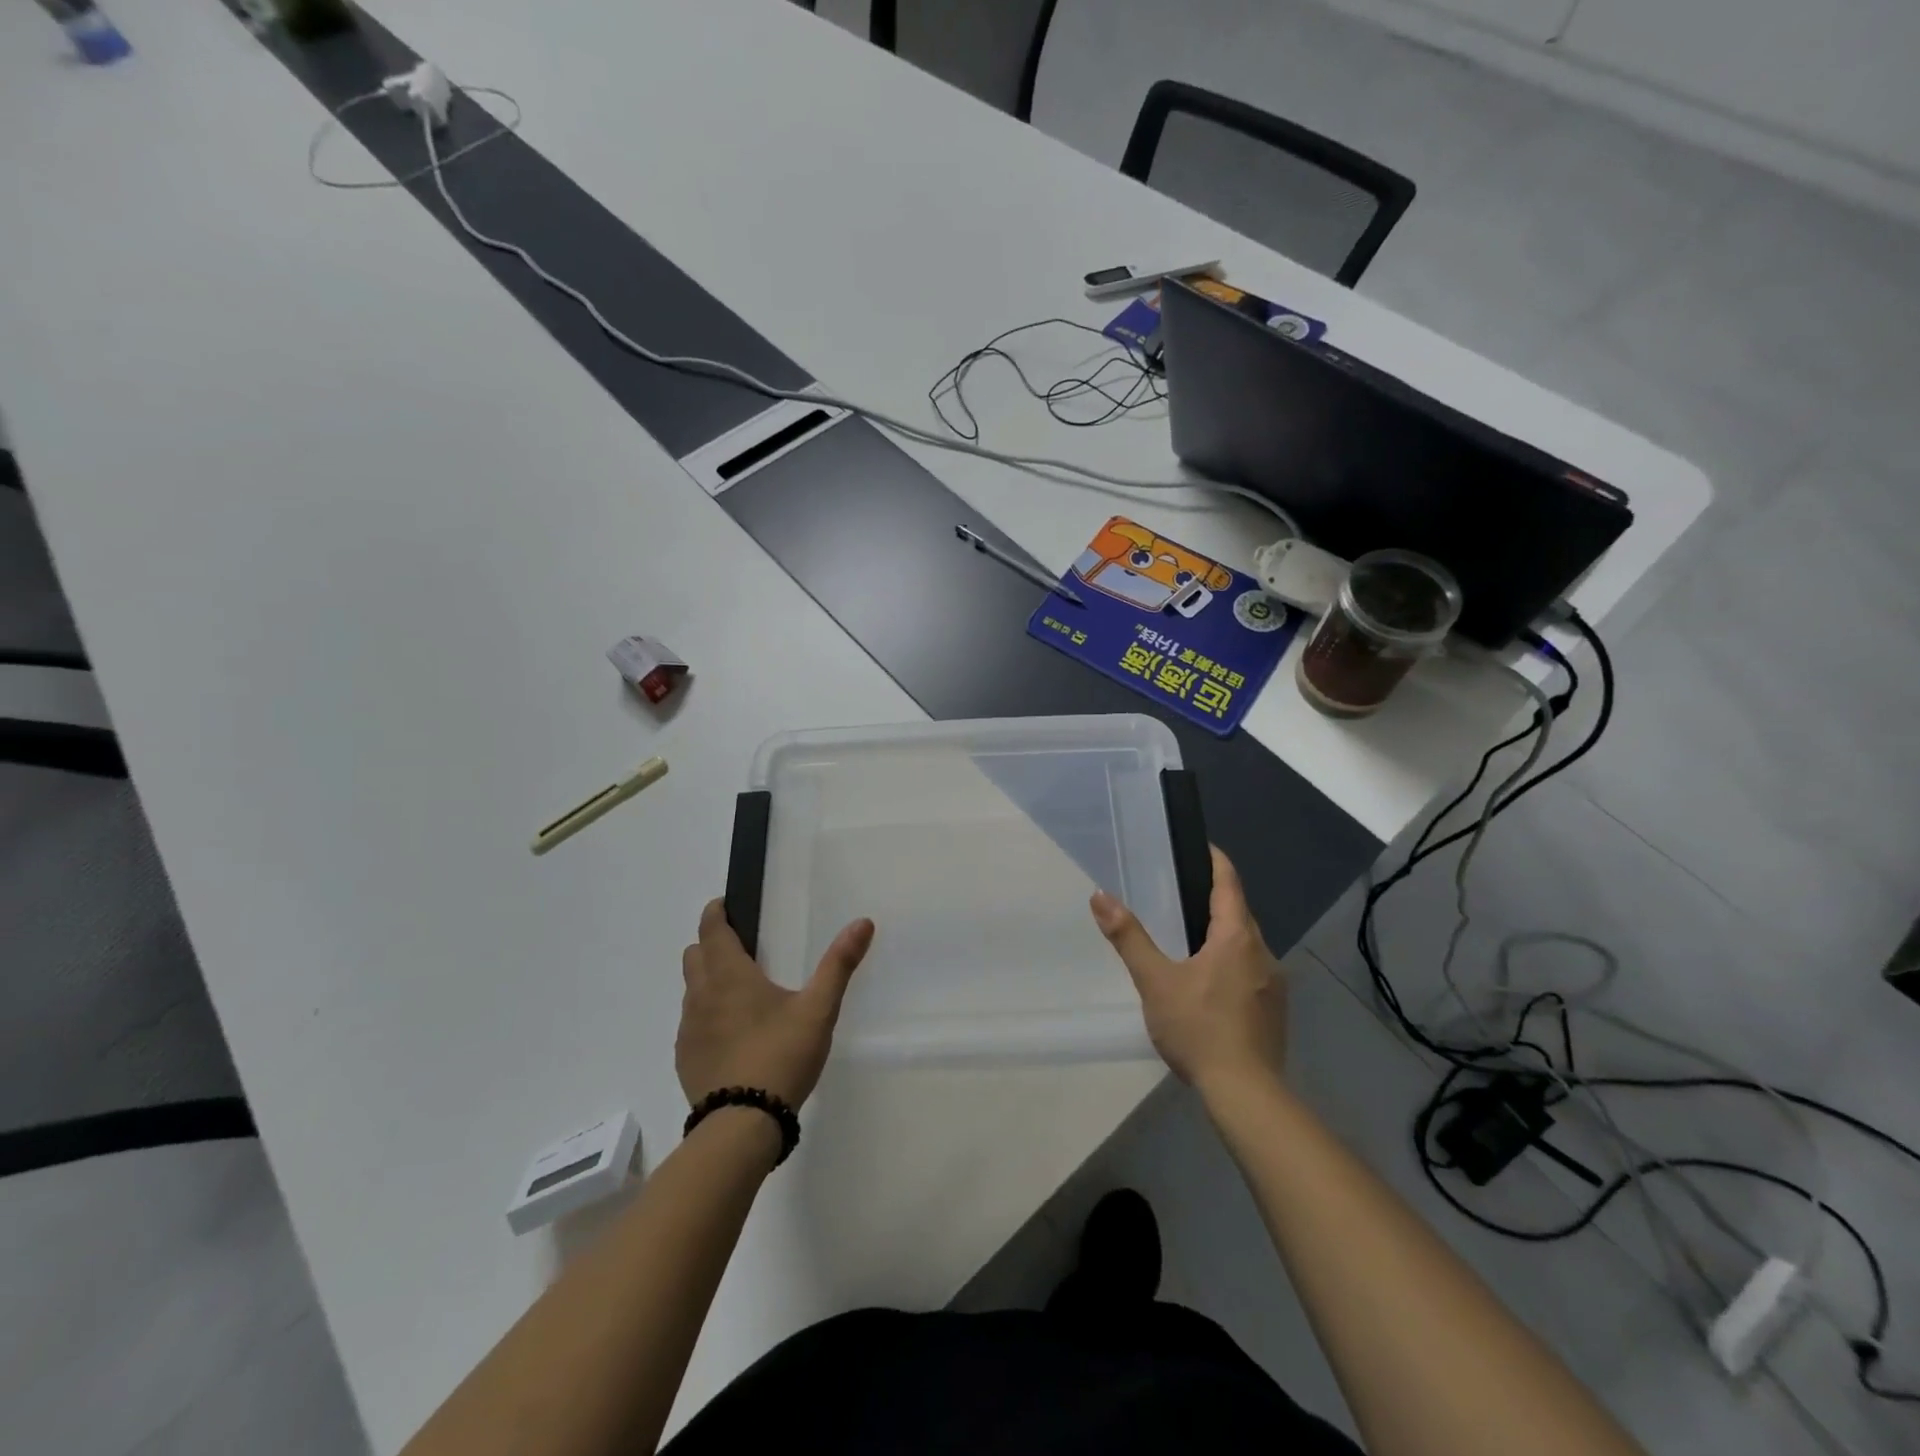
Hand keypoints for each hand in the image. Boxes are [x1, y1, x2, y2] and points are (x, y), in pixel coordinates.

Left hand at [676, 899, 874, 1109]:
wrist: (742, 1125)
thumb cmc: (781, 1056)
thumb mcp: (818, 1009)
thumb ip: (839, 964)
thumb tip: (862, 922)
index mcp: (730, 975)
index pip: (711, 929)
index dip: (716, 913)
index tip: (727, 906)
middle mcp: (701, 995)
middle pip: (695, 955)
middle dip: (712, 944)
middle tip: (743, 949)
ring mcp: (689, 1029)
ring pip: (691, 989)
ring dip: (708, 980)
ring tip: (740, 993)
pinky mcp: (685, 1059)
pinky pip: (691, 1023)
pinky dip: (706, 1015)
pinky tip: (732, 1034)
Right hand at [1090, 847, 1286, 1093]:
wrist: (1246, 1094)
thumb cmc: (1199, 1029)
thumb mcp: (1155, 981)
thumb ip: (1129, 938)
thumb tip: (1100, 896)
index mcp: (1237, 938)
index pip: (1229, 884)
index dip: (1216, 861)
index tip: (1201, 846)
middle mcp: (1262, 953)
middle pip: (1239, 913)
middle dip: (1215, 899)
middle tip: (1181, 891)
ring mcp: (1274, 984)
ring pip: (1246, 944)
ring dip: (1223, 934)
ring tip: (1190, 936)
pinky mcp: (1274, 1010)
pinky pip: (1251, 971)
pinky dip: (1231, 962)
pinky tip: (1209, 983)